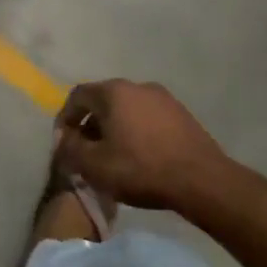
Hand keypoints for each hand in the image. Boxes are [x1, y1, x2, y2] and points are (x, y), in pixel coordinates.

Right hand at [53, 80, 232, 211]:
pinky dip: (136, 132)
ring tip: (112, 156)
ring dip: (114, 129)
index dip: (65, 118)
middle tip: (86, 151)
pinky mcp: (182, 114)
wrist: (202, 181)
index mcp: (113, 92)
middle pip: (103, 101)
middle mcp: (137, 86)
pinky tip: (139, 156)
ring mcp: (163, 98)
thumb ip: (70, 149)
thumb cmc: (141, 168)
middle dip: (90, 125)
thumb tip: (63, 140)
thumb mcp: (94, 165)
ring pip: (127, 109)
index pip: (77, 96)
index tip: (63, 143)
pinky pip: (148, 118)